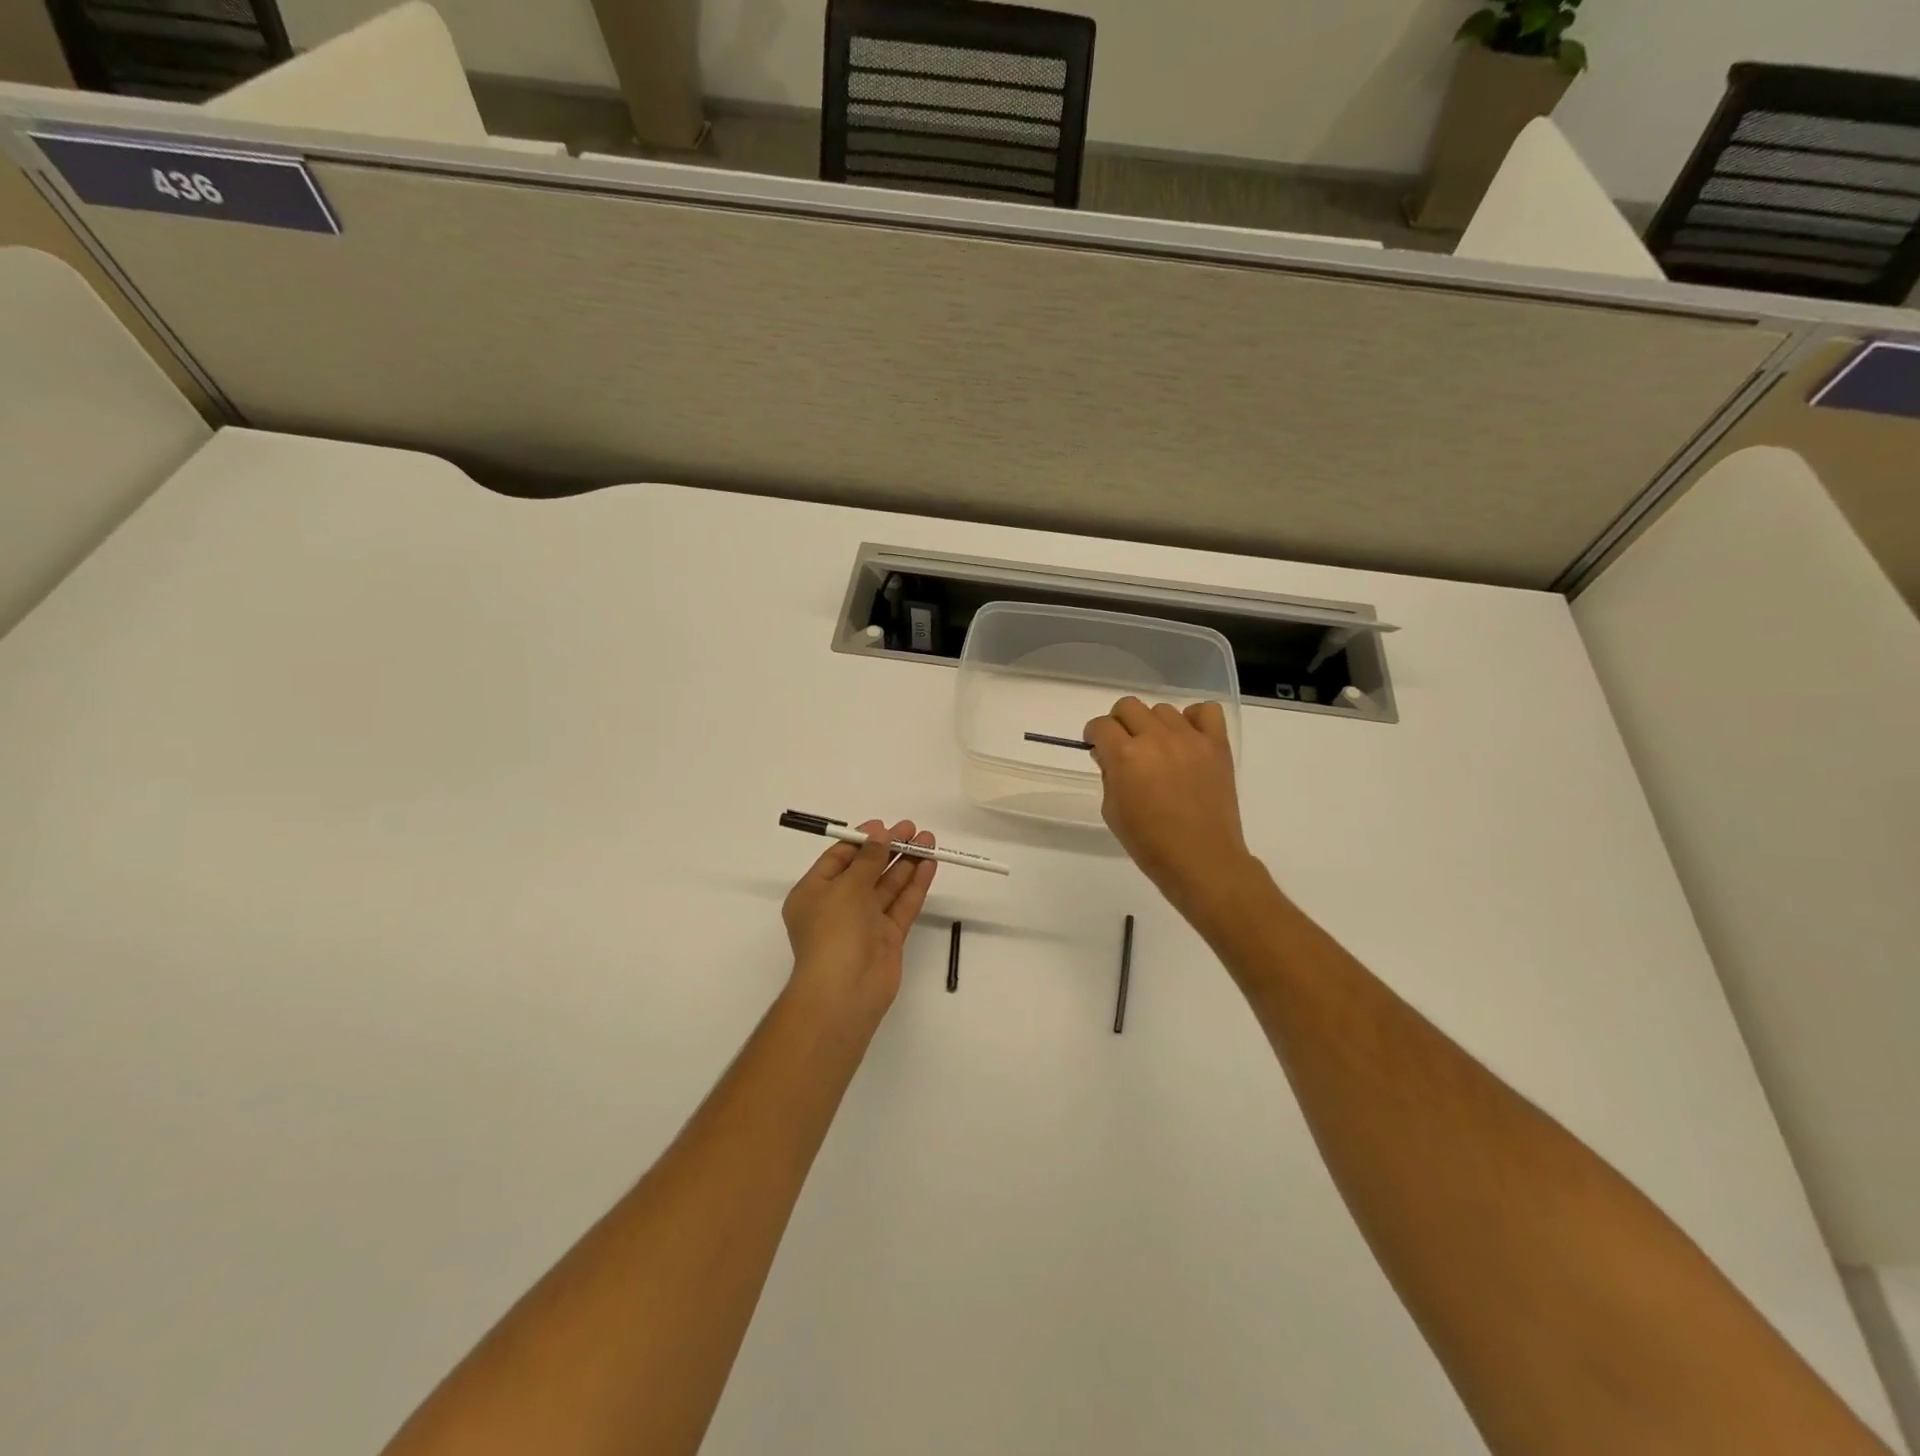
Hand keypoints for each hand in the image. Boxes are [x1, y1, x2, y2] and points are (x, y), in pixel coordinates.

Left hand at [781, 820, 936, 1032]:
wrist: (845, 991)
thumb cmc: (834, 932)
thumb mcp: (846, 887)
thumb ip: (868, 859)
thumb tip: (880, 835)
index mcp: (814, 893)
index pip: (838, 859)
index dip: (862, 841)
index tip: (885, 826)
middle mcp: (837, 906)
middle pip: (866, 870)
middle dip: (889, 849)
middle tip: (913, 830)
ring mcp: (864, 923)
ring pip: (887, 887)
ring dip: (906, 863)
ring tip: (928, 841)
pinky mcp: (887, 938)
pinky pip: (901, 905)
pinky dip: (914, 886)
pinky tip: (929, 865)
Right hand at [1083, 698, 1252, 920]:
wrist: (1201, 859)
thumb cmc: (1149, 843)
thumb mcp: (1112, 811)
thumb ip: (1109, 775)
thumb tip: (1111, 756)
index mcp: (1125, 756)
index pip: (1100, 725)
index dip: (1094, 735)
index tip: (1097, 747)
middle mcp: (1156, 738)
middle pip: (1128, 706)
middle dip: (1119, 724)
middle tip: (1124, 747)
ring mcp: (1189, 738)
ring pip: (1162, 709)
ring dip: (1154, 725)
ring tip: (1159, 750)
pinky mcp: (1217, 744)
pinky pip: (1205, 711)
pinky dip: (1193, 719)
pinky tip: (1188, 739)